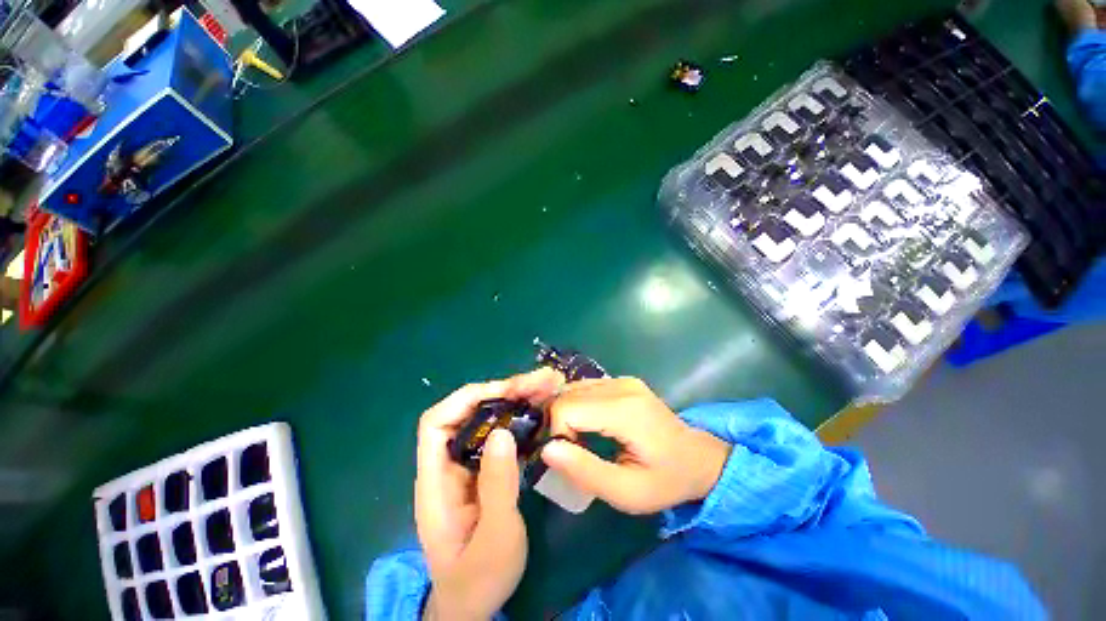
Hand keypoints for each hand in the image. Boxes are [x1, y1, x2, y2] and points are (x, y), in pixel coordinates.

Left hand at [415, 369, 562, 619]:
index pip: (436, 423)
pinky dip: (522, 420)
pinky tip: (544, 413)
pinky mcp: (488, 470)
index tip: (504, 391)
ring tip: (548, 388)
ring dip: (517, 401)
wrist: (475, 603)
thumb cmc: (478, 578)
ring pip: (490, 420)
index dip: (466, 399)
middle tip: (540, 382)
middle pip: (470, 413)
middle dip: (504, 392)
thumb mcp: (494, 538)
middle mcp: (451, 464)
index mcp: (437, 481)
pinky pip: (504, 435)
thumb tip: (502, 432)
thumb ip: (497, 487)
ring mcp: (471, 466)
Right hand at [541, 377, 730, 513]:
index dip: (556, 432)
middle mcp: (621, 386)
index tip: (567, 457)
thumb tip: (547, 449)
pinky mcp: (622, 380)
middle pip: (566, 394)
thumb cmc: (665, 481)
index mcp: (624, 410)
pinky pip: (585, 387)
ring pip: (572, 388)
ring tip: (578, 439)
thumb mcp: (626, 492)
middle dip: (558, 423)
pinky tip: (587, 424)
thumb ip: (585, 471)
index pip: (566, 407)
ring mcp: (622, 380)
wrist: (699, 459)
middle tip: (570, 451)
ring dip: (565, 413)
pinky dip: (576, 405)